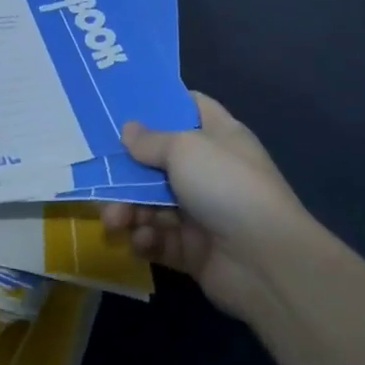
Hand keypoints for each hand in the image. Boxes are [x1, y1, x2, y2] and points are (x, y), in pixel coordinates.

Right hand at [101, 92, 308, 319]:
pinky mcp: (192, 250)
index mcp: (218, 135)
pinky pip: (159, 239)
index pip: (189, 107)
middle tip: (100, 179)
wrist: (264, 260)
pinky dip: (146, 238)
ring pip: (152, 203)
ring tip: (114, 220)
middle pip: (159, 161)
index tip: (122, 105)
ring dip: (129, 209)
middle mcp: (210, 170)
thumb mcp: (185, 148)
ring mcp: (201, 211)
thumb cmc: (226, 185)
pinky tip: (140, 240)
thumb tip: (128, 128)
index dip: (159, 104)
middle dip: (127, 171)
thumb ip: (152, 140)